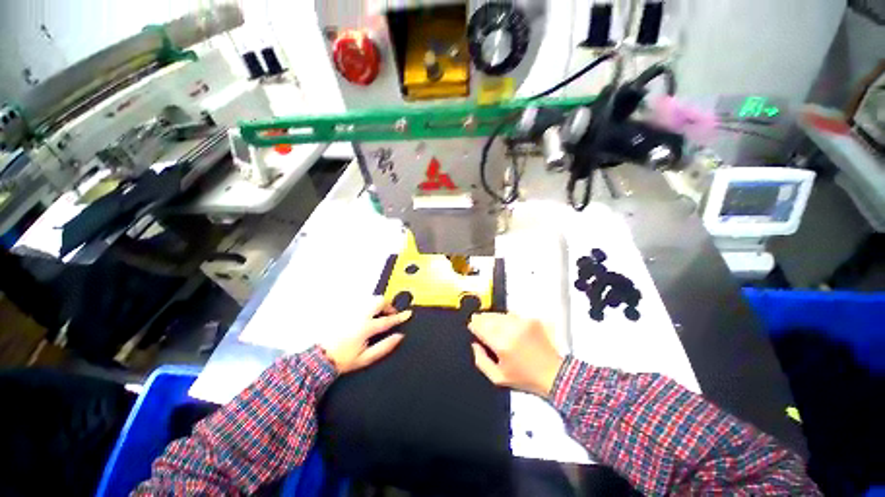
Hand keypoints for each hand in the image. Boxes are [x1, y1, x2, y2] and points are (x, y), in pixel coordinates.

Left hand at [322, 299, 411, 374]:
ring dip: (377, 306)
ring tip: (377, 317)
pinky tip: (365, 318)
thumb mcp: (366, 358)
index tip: (407, 314)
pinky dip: (366, 308)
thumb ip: (385, 346)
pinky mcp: (344, 311)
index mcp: (366, 327)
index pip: (388, 320)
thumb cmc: (342, 359)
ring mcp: (350, 312)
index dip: (400, 317)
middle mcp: (358, 316)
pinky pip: (360, 303)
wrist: (320, 358)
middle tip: (390, 315)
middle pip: (379, 301)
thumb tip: (398, 337)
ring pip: (370, 300)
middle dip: (388, 305)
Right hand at [468, 313, 563, 396]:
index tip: (472, 326)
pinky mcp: (531, 321)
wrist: (553, 375)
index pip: (481, 327)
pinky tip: (505, 324)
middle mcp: (512, 331)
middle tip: (477, 319)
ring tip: (489, 320)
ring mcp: (523, 323)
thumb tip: (474, 345)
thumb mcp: (498, 378)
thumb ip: (481, 361)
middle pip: (489, 317)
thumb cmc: (527, 379)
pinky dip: (506, 318)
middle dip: (481, 318)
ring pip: (500, 314)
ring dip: (492, 316)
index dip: (473, 325)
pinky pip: (512, 315)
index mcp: (502, 345)